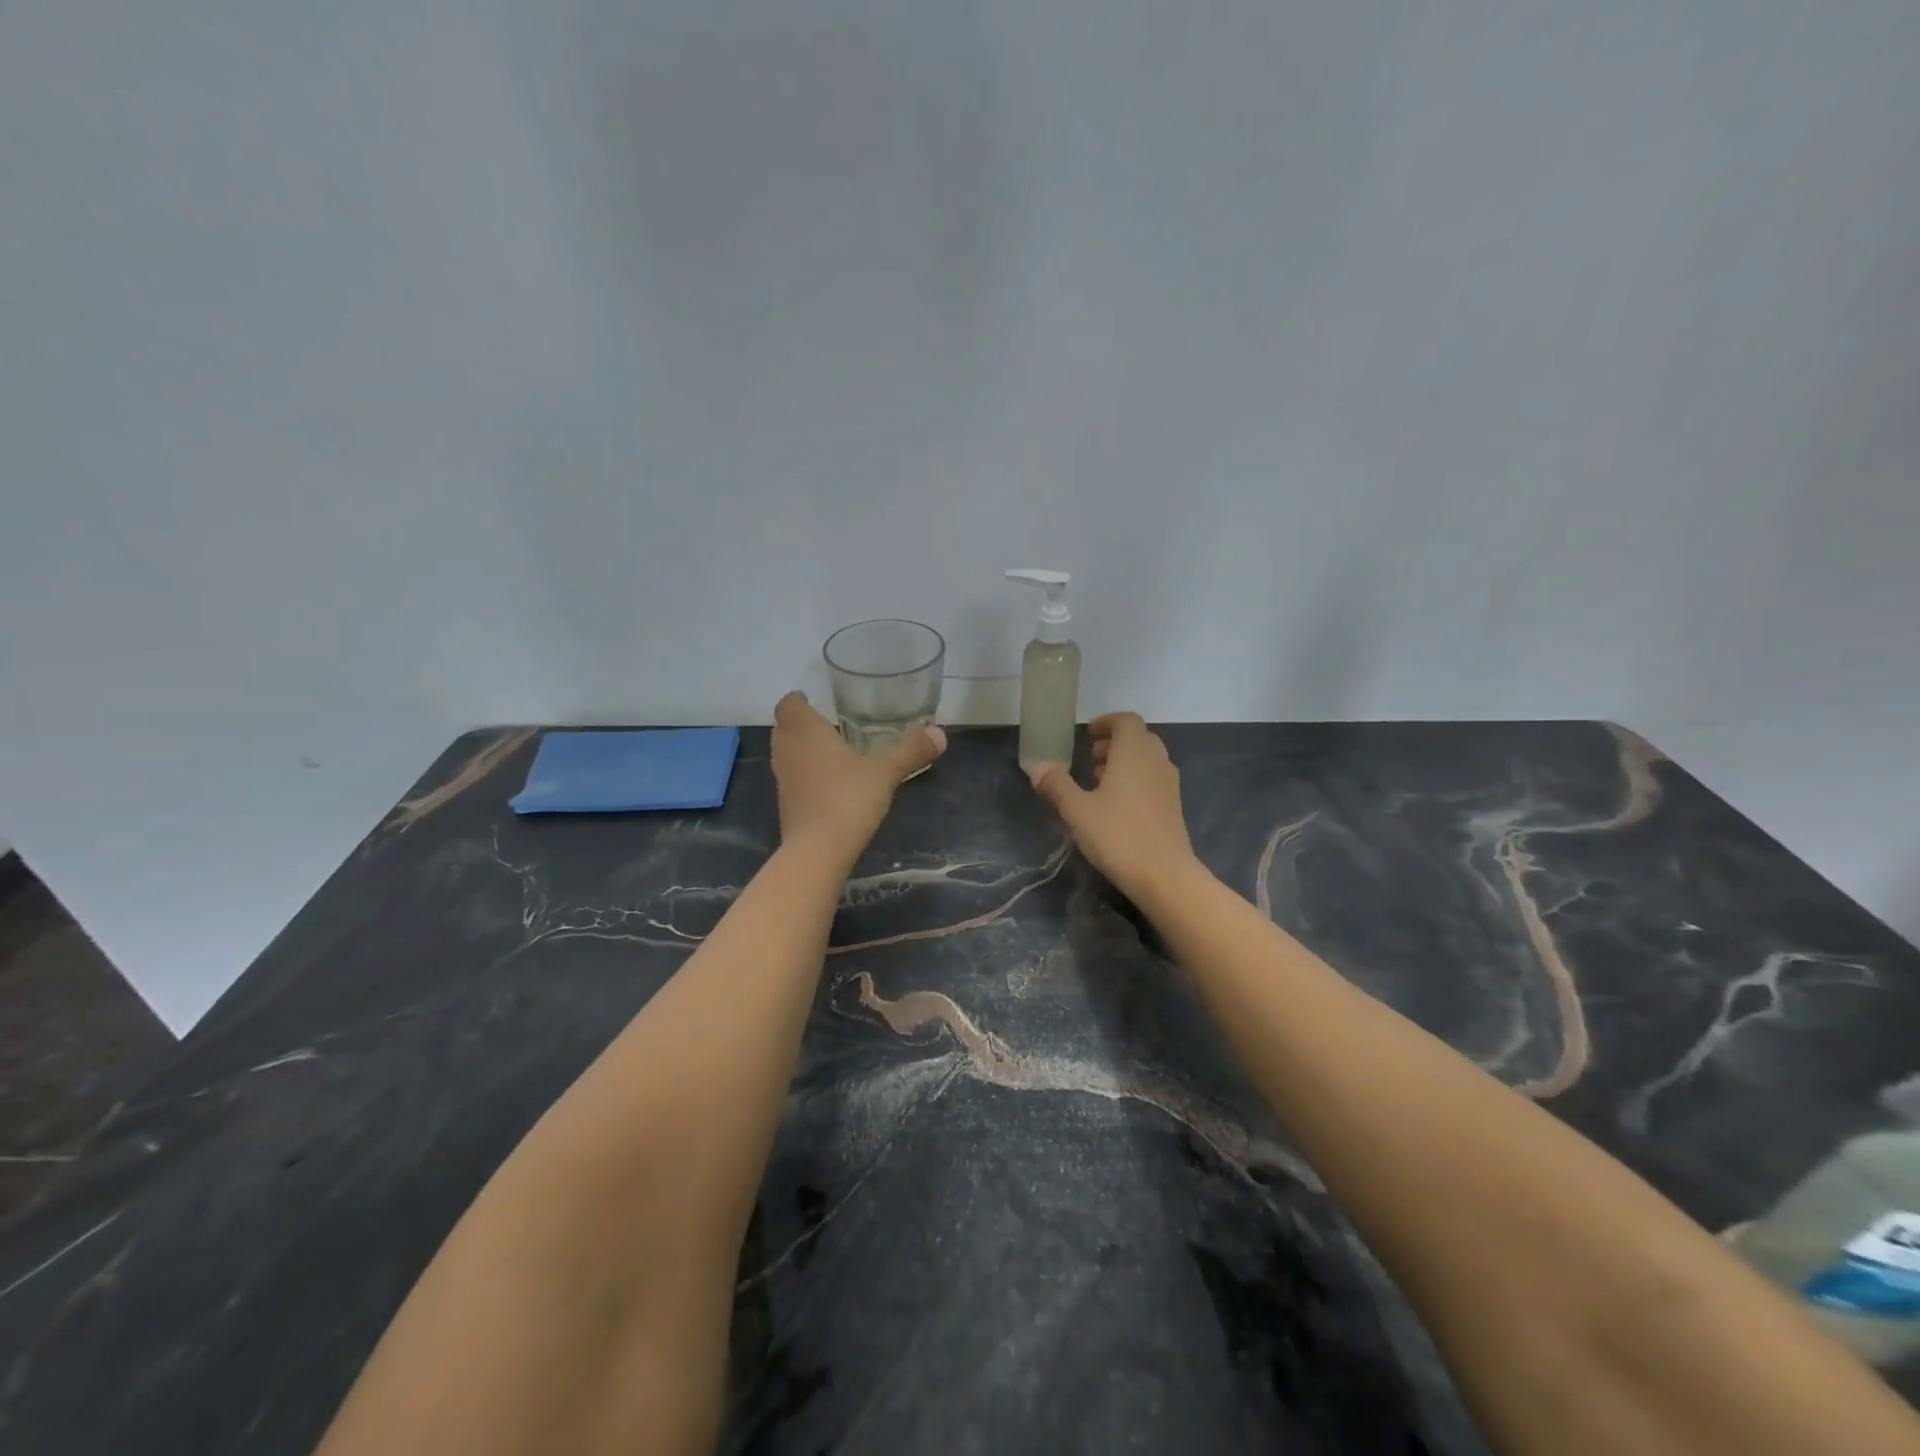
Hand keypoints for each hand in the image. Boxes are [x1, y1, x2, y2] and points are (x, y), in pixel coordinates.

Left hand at [770, 692, 945, 857]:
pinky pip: (793, 780)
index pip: (788, 704)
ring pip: (787, 754)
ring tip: (831, 753)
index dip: (798, 700)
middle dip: (801, 724)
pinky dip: (805, 776)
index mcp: (805, 731)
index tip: (813, 700)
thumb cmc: (848, 798)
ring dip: (802, 750)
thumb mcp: (886, 772)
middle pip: (784, 728)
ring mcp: (783, 780)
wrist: (818, 851)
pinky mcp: (785, 806)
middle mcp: (787, 751)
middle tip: (829, 725)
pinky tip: (830, 785)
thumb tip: (940, 733)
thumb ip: (910, 750)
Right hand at [1029, 712, 1198, 900]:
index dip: (1106, 723)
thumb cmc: (1118, 835)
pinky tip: (1116, 806)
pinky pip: (1153, 780)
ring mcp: (1169, 784)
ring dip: (1124, 763)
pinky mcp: (1174, 807)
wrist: (1164, 875)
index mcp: (1134, 752)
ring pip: (1147, 760)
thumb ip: (1057, 785)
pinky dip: (1135, 780)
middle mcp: (1156, 761)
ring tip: (1099, 782)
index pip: (1126, 721)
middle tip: (1090, 758)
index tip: (1088, 735)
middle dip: (1114, 743)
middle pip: (1138, 738)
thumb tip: (1038, 766)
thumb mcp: (1077, 810)